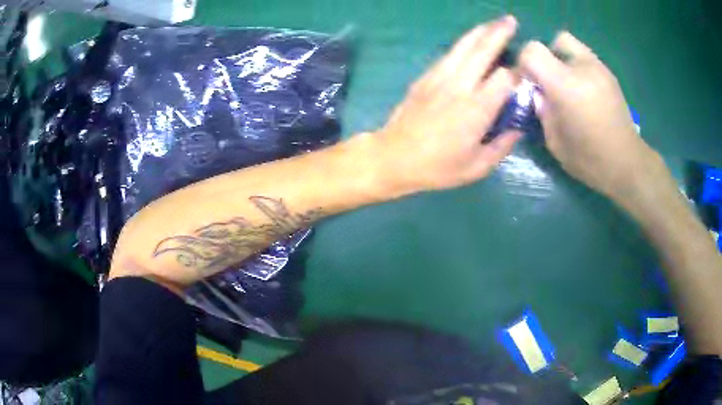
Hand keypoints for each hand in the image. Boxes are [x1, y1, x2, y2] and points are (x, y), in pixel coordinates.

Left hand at [372, 16, 522, 194]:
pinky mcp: (425, 76)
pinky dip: (463, 44)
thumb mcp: (476, 167)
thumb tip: (517, 128)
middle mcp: (459, 85)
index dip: (519, 71)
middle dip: (499, 32)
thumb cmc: (437, 167)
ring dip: (480, 31)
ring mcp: (439, 77)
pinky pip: (448, 54)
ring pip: (463, 46)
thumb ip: (502, 146)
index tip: (528, 70)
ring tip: (493, 23)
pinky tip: (470, 41)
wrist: (393, 157)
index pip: (504, 78)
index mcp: (476, 108)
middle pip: (482, 50)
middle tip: (511, 20)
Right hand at [518, 32, 661, 202]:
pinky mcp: (609, 75)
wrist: (627, 165)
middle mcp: (583, 68)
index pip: (533, 50)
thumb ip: (542, 110)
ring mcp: (600, 69)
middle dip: (547, 57)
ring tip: (569, 88)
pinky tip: (584, 94)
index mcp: (566, 85)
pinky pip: (586, 59)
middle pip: (555, 41)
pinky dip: (578, 69)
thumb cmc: (590, 160)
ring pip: (572, 46)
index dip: (524, 63)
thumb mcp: (555, 141)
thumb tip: (537, 93)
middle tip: (550, 82)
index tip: (527, 82)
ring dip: (563, 61)